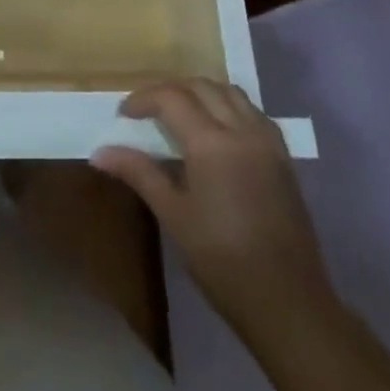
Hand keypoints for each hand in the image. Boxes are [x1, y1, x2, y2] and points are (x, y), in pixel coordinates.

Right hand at [93, 78, 332, 345]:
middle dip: (170, 91)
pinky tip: (218, 131)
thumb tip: (100, 152)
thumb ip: (139, 174)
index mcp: (212, 142)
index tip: (124, 115)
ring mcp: (267, 141)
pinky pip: (252, 112)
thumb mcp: (174, 216)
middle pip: (201, 86)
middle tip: (148, 111)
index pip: (171, 97)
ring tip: (180, 114)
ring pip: (230, 92)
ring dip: (201, 93)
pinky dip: (228, 106)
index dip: (143, 99)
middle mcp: (242, 130)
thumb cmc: (223, 262)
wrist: (289, 304)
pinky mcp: (283, 157)